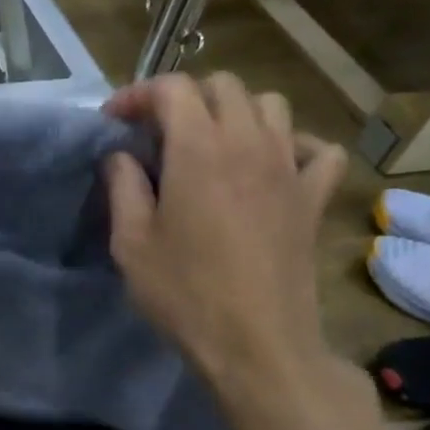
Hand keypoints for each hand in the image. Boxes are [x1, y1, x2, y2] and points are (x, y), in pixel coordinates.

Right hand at [103, 72, 344, 389]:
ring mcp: (289, 168)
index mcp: (199, 149)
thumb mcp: (130, 243)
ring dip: (235, 112)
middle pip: (223, 86)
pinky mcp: (313, 198)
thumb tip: (122, 156)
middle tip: (157, 132)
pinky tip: (271, 166)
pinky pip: (316, 149)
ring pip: (270, 105)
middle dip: (184, 97)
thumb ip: (123, 187)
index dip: (137, 94)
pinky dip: (293, 145)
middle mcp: (249, 143)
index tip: (114, 120)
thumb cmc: (184, 293)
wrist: (256, 344)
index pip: (172, 88)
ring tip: (211, 143)